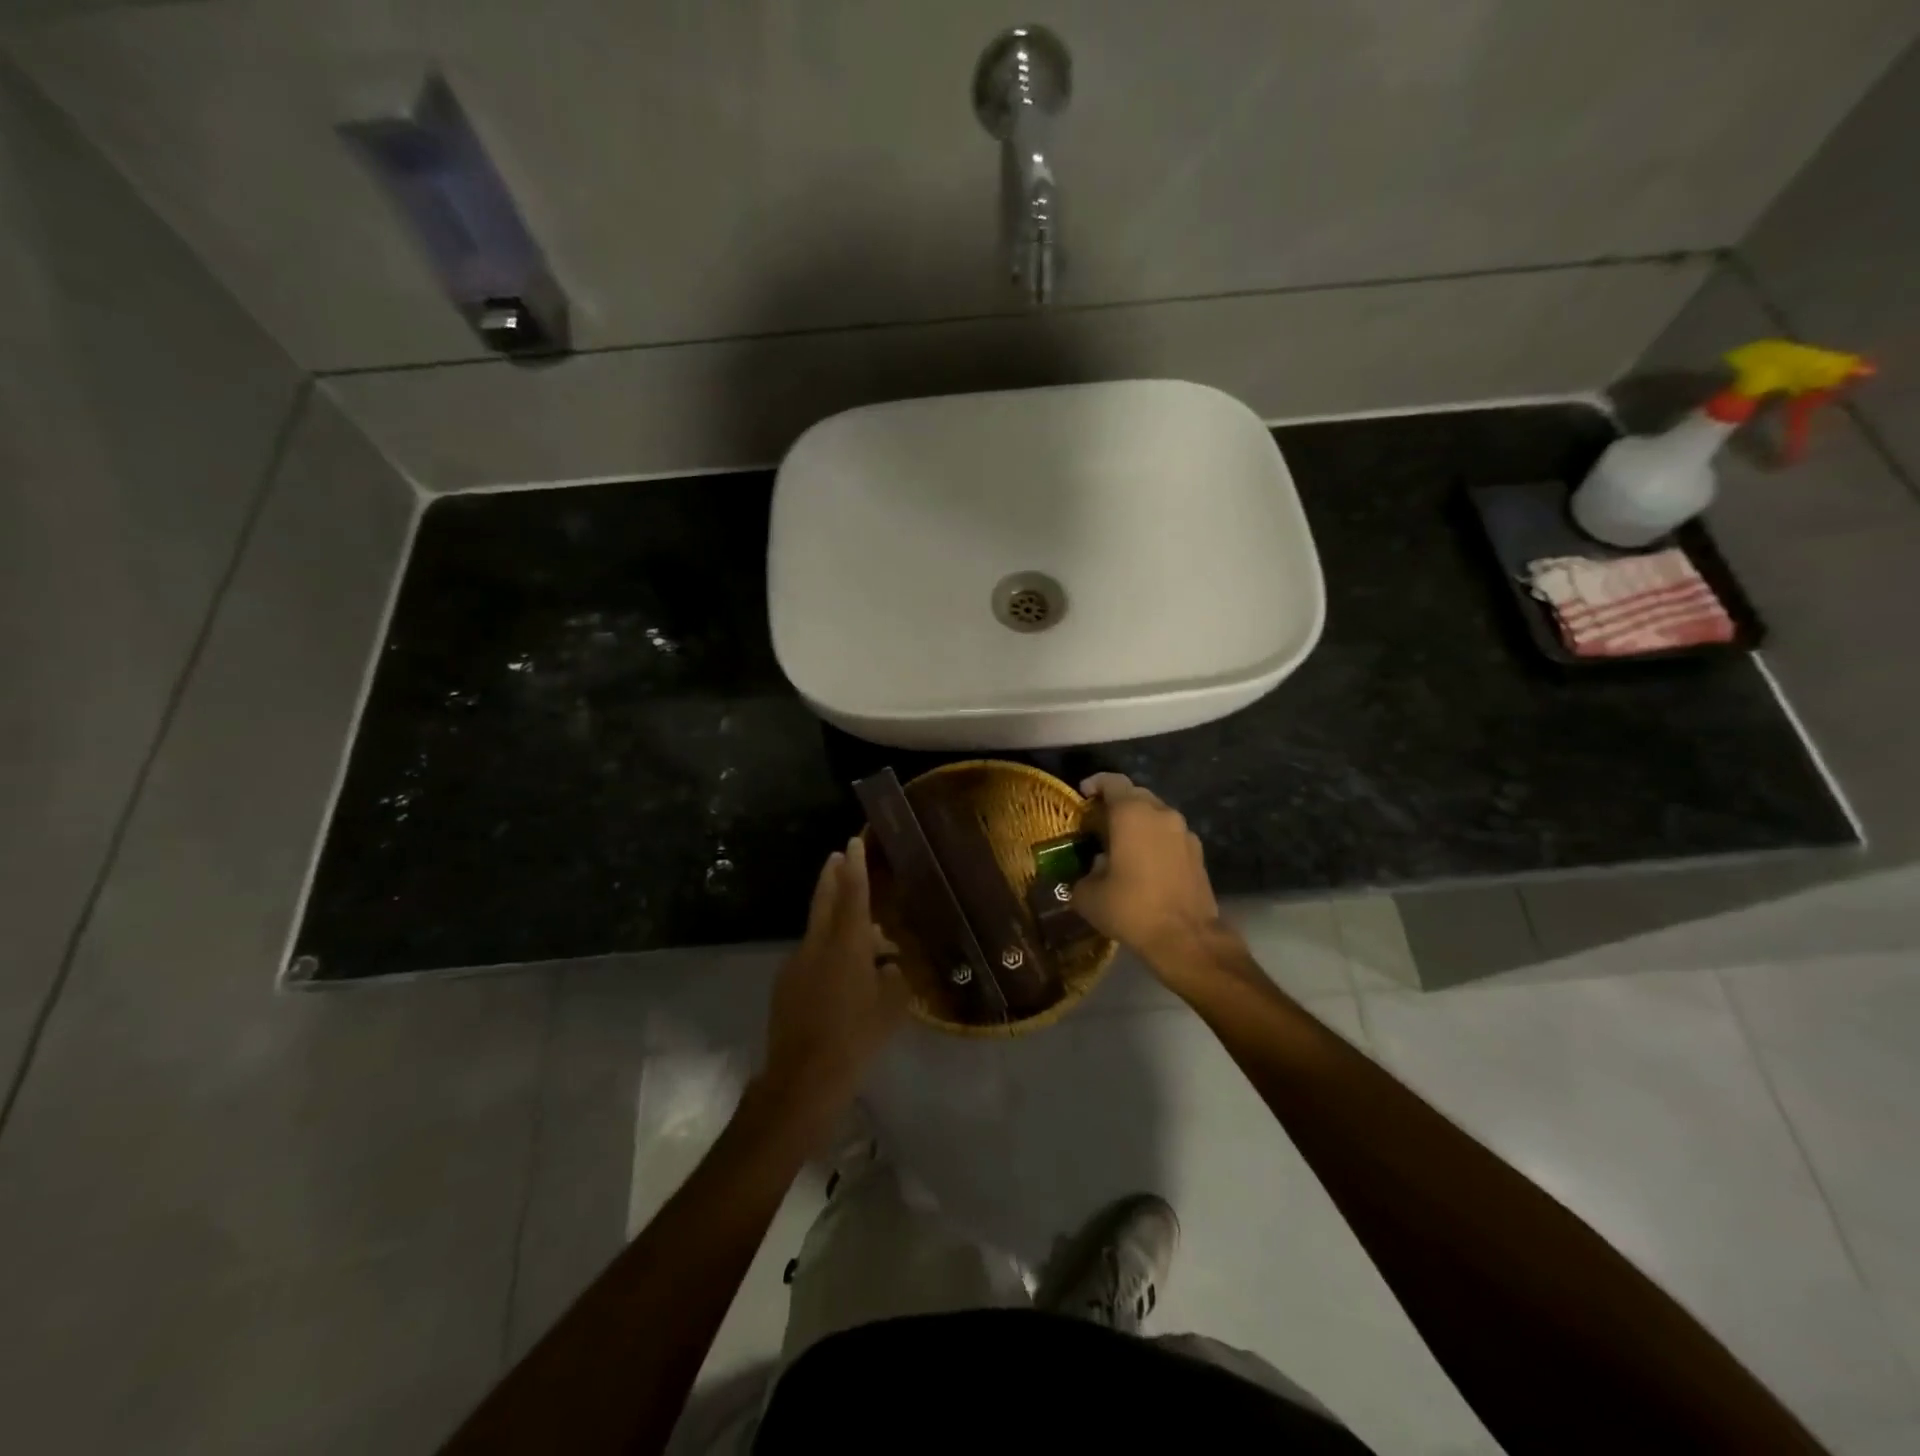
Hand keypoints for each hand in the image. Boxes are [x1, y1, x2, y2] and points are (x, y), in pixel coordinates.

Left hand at [760, 837, 908, 1139]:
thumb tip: (890, 965)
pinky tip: (840, 975)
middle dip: (832, 876)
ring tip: (859, 933)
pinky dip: (826, 952)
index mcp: (848, 945)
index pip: (854, 895)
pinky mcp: (786, 984)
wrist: (803, 1077)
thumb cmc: (857, 1038)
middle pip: (825, 900)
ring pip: (819, 931)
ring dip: (834, 920)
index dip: (856, 867)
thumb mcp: (892, 1009)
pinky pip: (811, 956)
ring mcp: (797, 963)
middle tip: (838, 855)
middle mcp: (818, 945)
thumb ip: (895, 979)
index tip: (853, 842)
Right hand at [1073, 774, 1228, 979]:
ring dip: (1138, 823)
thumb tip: (1091, 871)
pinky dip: (1155, 840)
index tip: (1083, 795)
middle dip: (1116, 804)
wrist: (1185, 938)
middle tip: (1099, 823)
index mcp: (1132, 814)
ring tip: (1121, 845)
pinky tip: (1144, 863)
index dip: (1095, 784)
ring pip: (1156, 815)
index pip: (1112, 782)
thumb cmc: (1131, 908)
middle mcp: (1161, 813)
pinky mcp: (1198, 852)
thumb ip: (1084, 873)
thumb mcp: (1088, 895)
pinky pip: (1170, 835)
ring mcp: (1184, 832)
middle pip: (1136, 795)